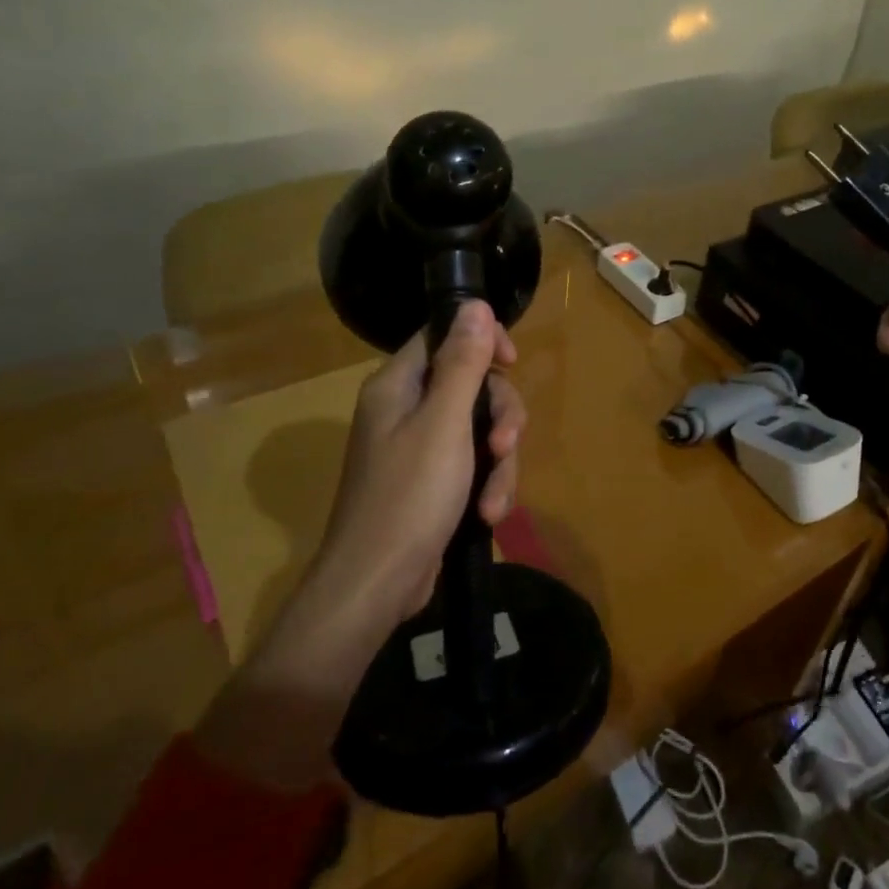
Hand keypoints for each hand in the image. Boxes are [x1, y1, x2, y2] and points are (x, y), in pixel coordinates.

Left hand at [195, 301, 524, 790]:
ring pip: (479, 431)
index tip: (512, 363)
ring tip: (494, 502)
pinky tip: (488, 516)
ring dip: (498, 464)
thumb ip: (463, 363)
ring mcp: (418, 449)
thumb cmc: (408, 497)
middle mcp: (405, 410)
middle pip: (471, 387)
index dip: (482, 343)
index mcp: (397, 386)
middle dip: (498, 417)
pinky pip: (473, 466)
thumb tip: (474, 303)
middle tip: (507, 443)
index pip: (443, 337)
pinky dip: (486, 487)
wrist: (376, 585)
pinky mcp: (432, 484)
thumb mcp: (444, 424)